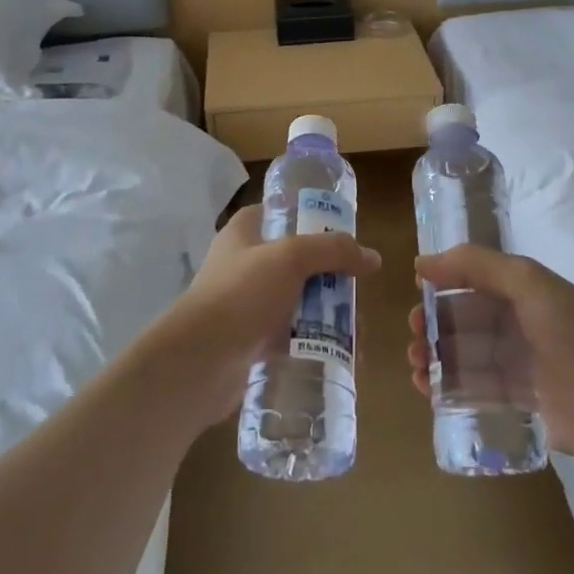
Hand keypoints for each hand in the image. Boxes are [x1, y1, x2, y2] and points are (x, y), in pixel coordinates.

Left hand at [148, 204, 379, 429]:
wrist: (200, 360)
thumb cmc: (241, 294)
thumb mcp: (290, 258)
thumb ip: (333, 250)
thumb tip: (372, 257)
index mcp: (244, 232)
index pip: (280, 212)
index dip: (311, 217)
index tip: (343, 233)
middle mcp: (243, 263)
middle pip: (296, 260)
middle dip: (329, 275)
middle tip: (356, 288)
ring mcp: (246, 302)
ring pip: (296, 299)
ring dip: (325, 311)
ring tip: (356, 329)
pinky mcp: (251, 339)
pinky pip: (290, 334)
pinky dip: (313, 340)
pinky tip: (339, 351)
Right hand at [409, 245, 573, 463]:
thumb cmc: (573, 335)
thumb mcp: (528, 282)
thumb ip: (477, 264)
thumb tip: (422, 262)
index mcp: (525, 292)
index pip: (474, 283)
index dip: (443, 287)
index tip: (416, 296)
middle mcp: (521, 325)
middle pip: (466, 321)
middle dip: (434, 327)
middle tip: (413, 338)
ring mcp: (520, 365)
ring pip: (467, 356)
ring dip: (437, 358)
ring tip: (416, 367)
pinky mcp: (520, 403)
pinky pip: (477, 390)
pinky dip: (450, 388)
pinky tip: (429, 391)